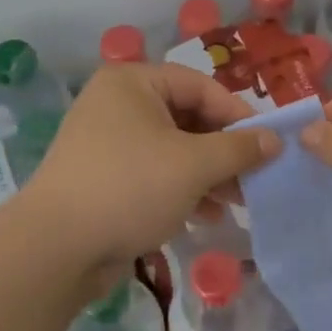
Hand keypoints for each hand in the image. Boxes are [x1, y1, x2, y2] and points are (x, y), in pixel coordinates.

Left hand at [22, 64, 280, 289]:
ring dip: (208, 175)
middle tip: (254, 180)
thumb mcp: (194, 165)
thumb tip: (274, 139)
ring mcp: (107, 142)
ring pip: (173, 150)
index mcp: (133, 83)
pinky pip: (153, 174)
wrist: (56, 247)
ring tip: (236, 203)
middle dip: (223, 152)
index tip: (268, 146)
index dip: (238, 115)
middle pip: (187, 119)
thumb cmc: (130, 188)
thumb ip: (238, 149)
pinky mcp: (104, 178)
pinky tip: (205, 217)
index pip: (201, 86)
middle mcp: (118, 104)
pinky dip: (181, 190)